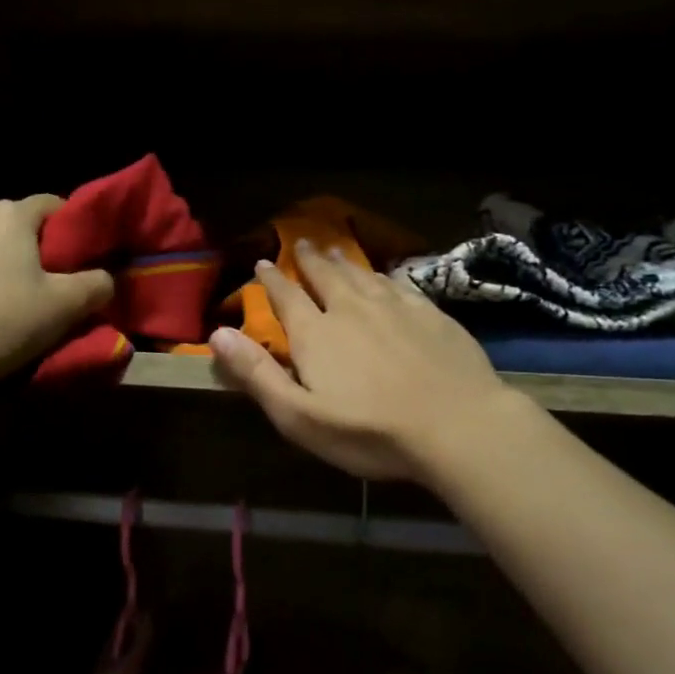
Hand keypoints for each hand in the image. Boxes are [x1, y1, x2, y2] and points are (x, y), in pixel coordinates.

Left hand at [0, 195, 113, 385]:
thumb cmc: (5, 322)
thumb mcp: (68, 306)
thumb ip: (97, 283)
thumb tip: (104, 278)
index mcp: (8, 215)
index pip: (51, 204)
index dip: (70, 229)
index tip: (79, 259)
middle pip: (13, 227)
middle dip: (31, 250)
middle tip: (47, 285)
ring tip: (6, 302)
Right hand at [209, 243, 517, 482]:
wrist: (457, 425)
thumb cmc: (370, 431)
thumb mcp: (299, 416)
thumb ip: (257, 374)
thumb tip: (217, 333)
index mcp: (316, 333)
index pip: (286, 297)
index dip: (271, 279)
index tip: (263, 262)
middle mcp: (351, 309)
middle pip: (325, 276)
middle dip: (309, 260)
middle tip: (301, 242)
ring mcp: (395, 307)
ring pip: (362, 275)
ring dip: (344, 262)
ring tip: (334, 251)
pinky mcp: (431, 314)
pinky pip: (399, 284)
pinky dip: (384, 276)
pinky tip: (386, 276)